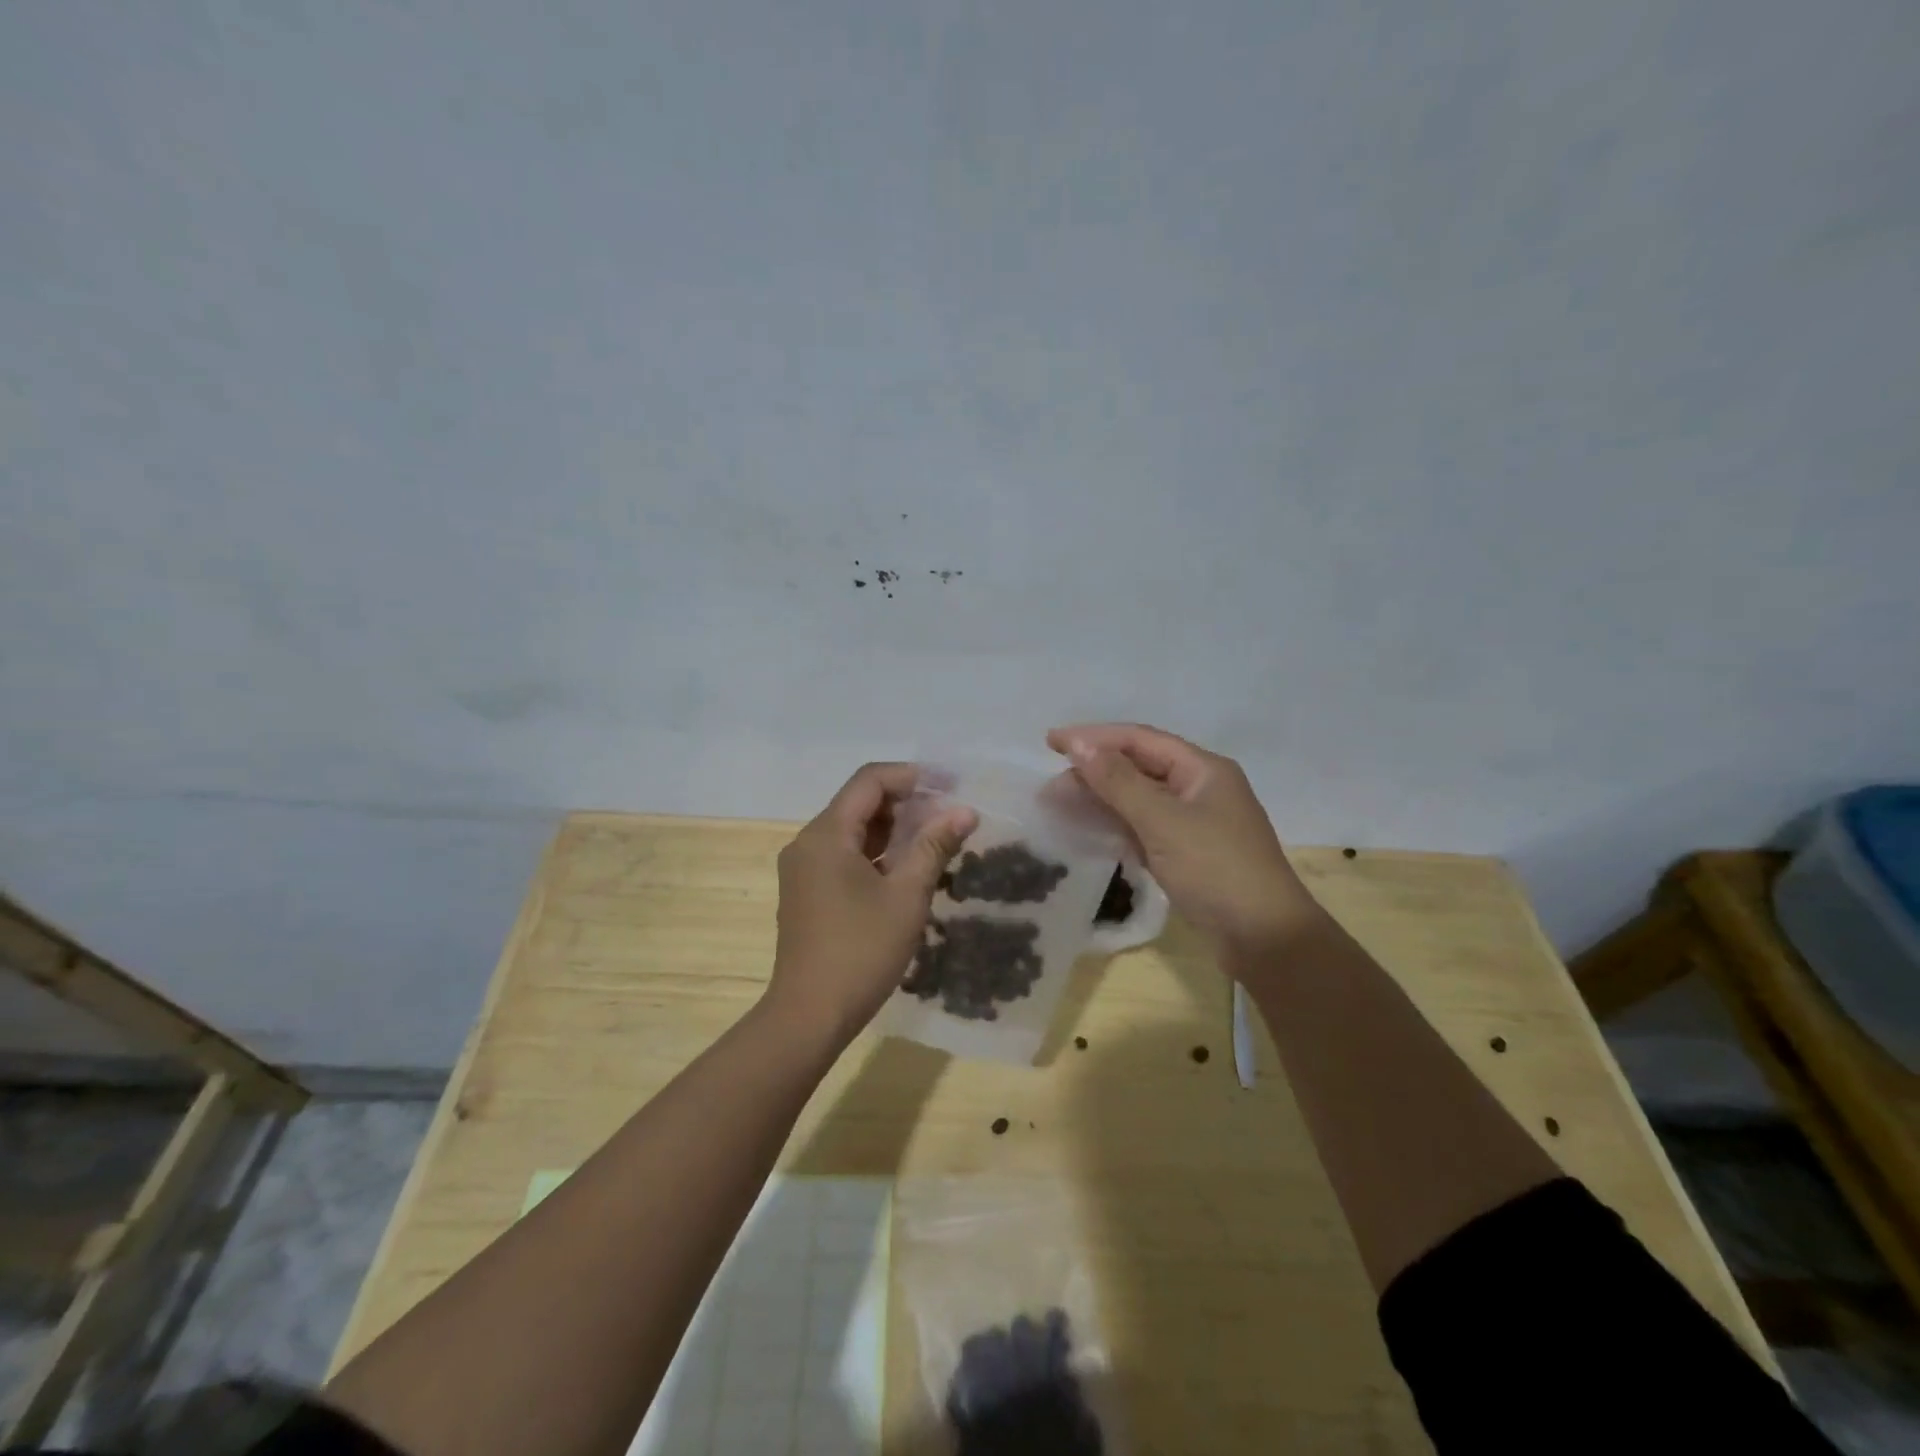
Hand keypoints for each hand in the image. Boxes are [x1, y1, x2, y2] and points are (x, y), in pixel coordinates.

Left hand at [768, 762, 977, 1046]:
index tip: (950, 786)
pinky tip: (906, 868)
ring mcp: (804, 868)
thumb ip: (934, 846)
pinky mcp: (807, 891)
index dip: (911, 776)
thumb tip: (964, 811)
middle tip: (949, 815)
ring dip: (892, 829)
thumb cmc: (861, 951)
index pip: (869, 781)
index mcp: (826, 834)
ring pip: (852, 830)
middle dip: (906, 803)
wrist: (809, 1015)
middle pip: (859, 802)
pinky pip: (844, 855)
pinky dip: (876, 853)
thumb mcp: (906, 896)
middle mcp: (808, 842)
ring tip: (935, 839)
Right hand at [1047, 723, 1322, 955]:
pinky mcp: (1188, 853)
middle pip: (1138, 767)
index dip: (1094, 737)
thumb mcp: (1163, 821)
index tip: (1051, 742)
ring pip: (1139, 799)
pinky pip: (1144, 827)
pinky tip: (1089, 831)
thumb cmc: (1216, 870)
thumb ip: (1118, 782)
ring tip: (1060, 806)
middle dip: (1093, 771)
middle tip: (1050, 786)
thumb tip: (1080, 745)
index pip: (1139, 739)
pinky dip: (1116, 825)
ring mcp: (1195, 822)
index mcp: (1202, 769)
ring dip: (1101, 799)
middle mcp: (1199, 788)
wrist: (1265, 939)